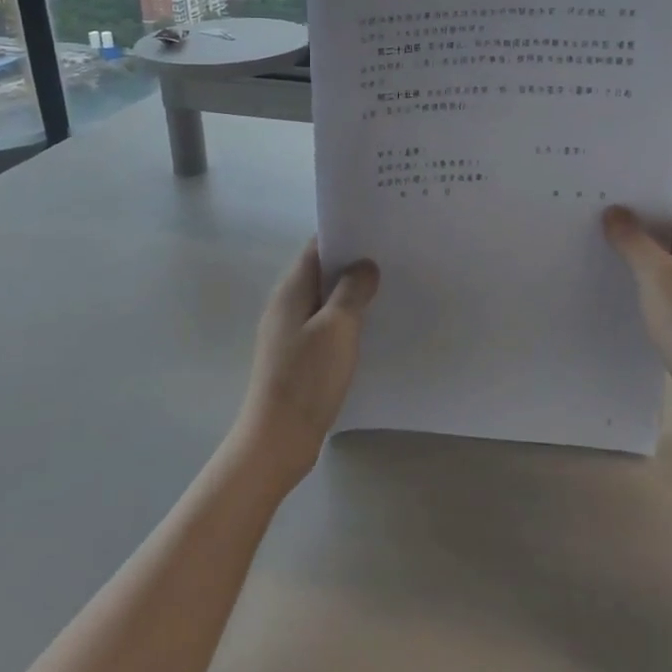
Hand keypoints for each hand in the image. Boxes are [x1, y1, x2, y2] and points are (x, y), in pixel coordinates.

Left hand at [231, 240, 380, 490]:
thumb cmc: (307, 378)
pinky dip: (346, 321)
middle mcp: (286, 306)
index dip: (344, 235)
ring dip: (351, 295)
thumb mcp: (337, 328)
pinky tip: (370, 330)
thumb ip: (351, 291)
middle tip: (392, 260)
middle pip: (321, 273)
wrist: (278, 439)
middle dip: (353, 265)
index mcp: (291, 291)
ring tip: (388, 290)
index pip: (316, 248)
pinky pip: (325, 327)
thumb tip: (364, 265)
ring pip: (324, 301)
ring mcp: (290, 333)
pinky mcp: (297, 358)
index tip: (377, 231)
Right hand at [603, 172, 671, 441]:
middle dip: (635, 206)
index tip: (612, 174)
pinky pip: (663, 274)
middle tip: (590, 201)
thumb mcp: (657, 276)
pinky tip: (610, 273)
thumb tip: (614, 211)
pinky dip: (640, 268)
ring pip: (665, 245)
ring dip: (635, 239)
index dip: (651, 174)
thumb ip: (633, 239)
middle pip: (671, 213)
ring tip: (591, 231)